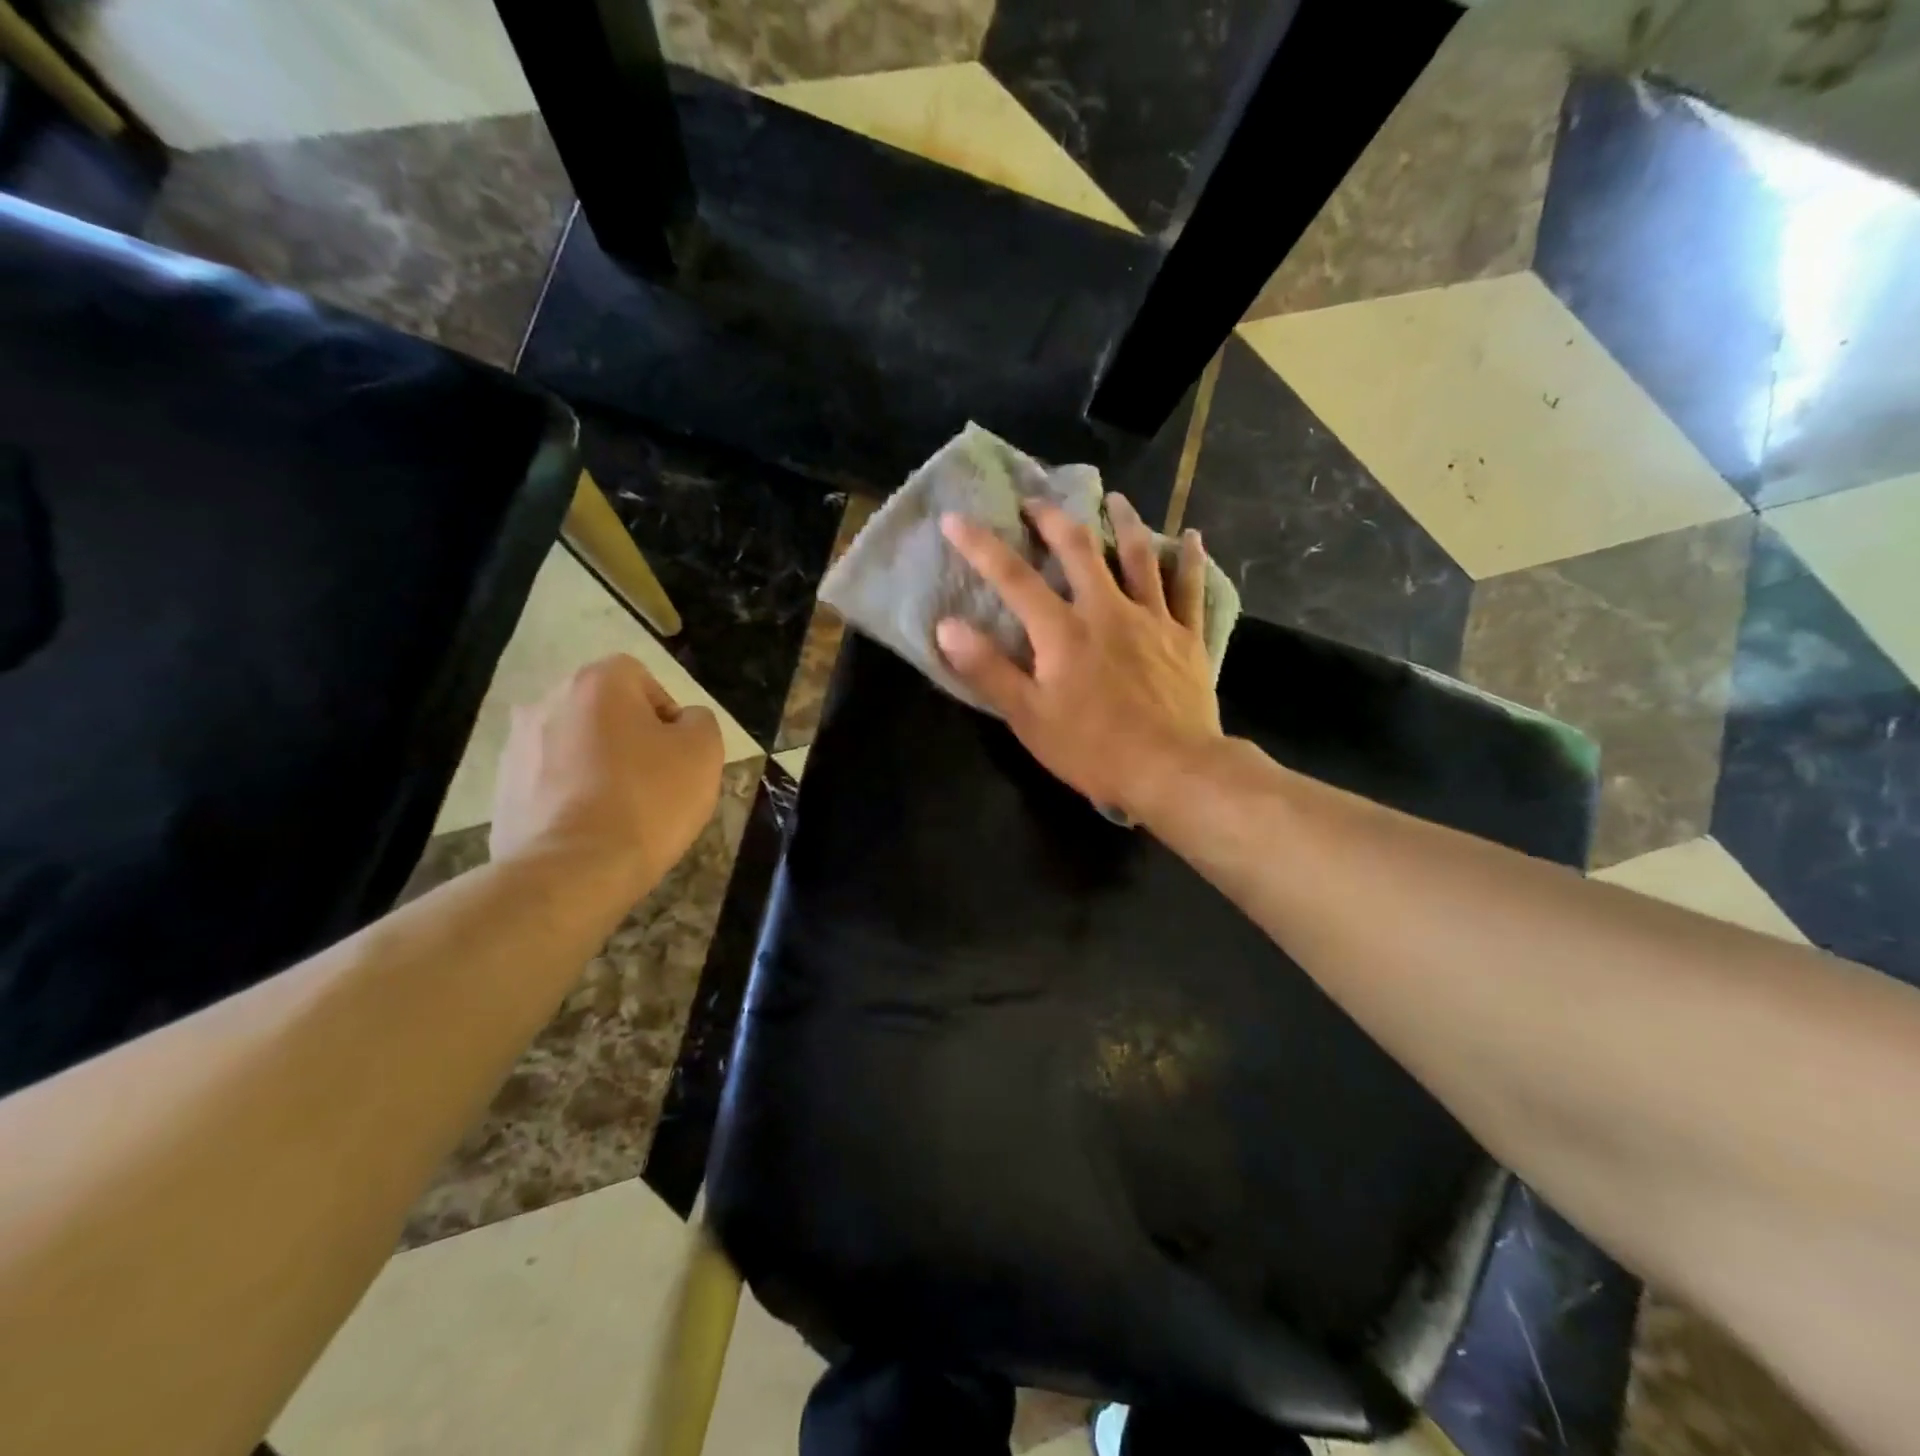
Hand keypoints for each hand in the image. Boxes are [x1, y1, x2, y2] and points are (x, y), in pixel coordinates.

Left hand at [490, 654, 723, 893]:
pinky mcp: (502, 791)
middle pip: (604, 712)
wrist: (572, 871)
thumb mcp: (703, 752)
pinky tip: (592, 829)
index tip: (677, 754)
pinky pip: (552, 782)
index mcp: (596, 683)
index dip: (666, 714)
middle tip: (656, 781)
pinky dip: (572, 797)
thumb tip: (681, 723)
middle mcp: (547, 702)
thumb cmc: (648, 800)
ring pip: (576, 746)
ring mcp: (516, 747)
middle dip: (630, 739)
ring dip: (599, 767)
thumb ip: (699, 721)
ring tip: (623, 811)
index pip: (640, 678)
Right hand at [936, 492, 1222, 824]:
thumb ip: (988, 670)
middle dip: (1053, 520)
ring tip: (1115, 499)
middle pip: (1079, 550)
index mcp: (1063, 631)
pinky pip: (1189, 589)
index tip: (956, 518)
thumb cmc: (1093, 749)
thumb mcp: (1028, 717)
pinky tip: (1192, 537)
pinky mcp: (1186, 637)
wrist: (1172, 769)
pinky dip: (1189, 560)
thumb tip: (947, 626)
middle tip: (1036, 501)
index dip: (981, 546)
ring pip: (1138, 557)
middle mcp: (1107, 611)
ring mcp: (1152, 619)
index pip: (1013, 578)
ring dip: (1124, 523)